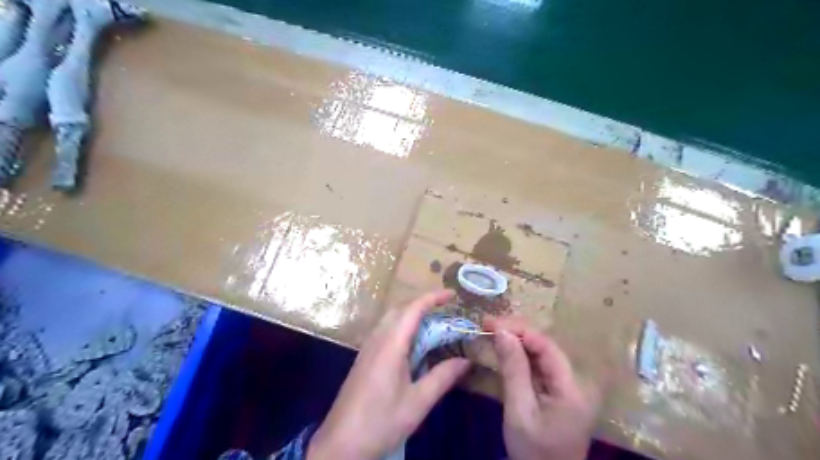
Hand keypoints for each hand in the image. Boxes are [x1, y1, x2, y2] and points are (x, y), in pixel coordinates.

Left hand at [307, 291, 471, 458]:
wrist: (340, 444)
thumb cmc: (380, 421)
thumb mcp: (417, 402)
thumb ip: (442, 377)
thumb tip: (466, 361)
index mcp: (391, 344)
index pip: (413, 309)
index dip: (433, 297)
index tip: (452, 294)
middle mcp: (377, 339)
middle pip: (400, 309)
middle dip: (423, 303)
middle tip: (446, 309)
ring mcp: (368, 347)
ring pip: (391, 318)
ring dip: (412, 313)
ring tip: (433, 322)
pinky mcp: (364, 357)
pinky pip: (385, 330)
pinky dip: (402, 326)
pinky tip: (412, 343)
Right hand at [483, 317, 600, 459]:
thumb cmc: (533, 451)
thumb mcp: (520, 411)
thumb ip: (513, 370)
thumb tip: (502, 332)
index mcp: (570, 387)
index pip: (545, 345)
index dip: (518, 329)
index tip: (490, 323)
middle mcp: (574, 381)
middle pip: (544, 346)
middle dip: (515, 332)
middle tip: (486, 324)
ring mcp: (566, 386)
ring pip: (540, 354)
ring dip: (516, 341)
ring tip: (491, 331)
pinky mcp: (557, 391)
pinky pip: (538, 366)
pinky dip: (519, 356)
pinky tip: (504, 350)